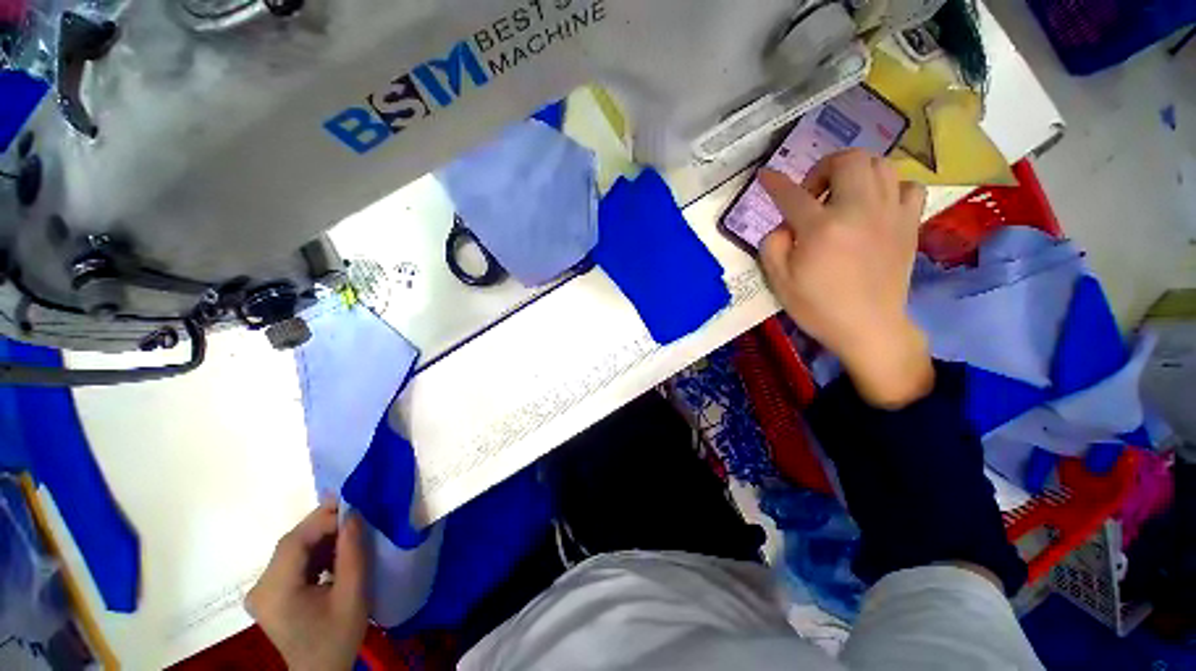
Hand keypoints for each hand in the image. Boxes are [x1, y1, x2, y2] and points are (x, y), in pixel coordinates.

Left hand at [246, 503, 368, 670]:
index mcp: (275, 591)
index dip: (323, 520)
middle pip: (291, 543)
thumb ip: (352, 553)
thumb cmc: (338, 637)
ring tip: (351, 533)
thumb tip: (354, 514)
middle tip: (356, 514)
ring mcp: (262, 591)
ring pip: (293, 549)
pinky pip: (292, 561)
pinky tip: (335, 554)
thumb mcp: (352, 595)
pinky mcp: (269, 593)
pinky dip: (315, 551)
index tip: (356, 510)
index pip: (294, 542)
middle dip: (324, 525)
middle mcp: (260, 587)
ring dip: (322, 537)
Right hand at [758, 149, 931, 407]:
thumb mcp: (779, 281)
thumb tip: (785, 225)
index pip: (792, 195)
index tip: (765, 175)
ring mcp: (890, 214)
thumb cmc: (818, 307)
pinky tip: (876, 206)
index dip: (775, 184)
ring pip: (881, 164)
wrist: (868, 327)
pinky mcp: (910, 224)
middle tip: (813, 193)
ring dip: (855, 173)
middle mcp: (858, 210)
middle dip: (823, 167)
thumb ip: (772, 245)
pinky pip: (908, 186)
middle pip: (848, 160)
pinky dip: (889, 188)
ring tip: (843, 196)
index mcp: (821, 228)